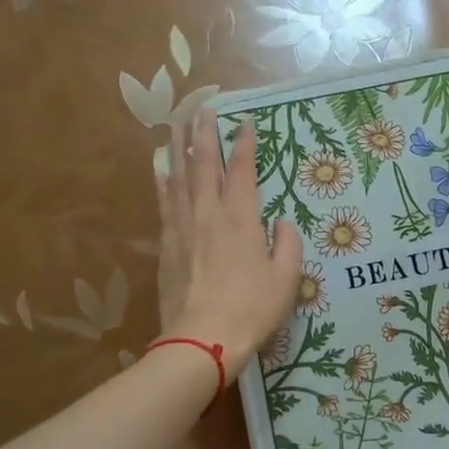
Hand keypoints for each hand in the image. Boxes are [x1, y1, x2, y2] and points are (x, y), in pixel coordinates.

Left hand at [155, 110, 301, 371]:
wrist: (202, 340)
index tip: (245, 121)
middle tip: (202, 108)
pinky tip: (160, 170)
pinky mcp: (167, 246)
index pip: (241, 170)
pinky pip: (164, 204)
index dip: (244, 144)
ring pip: (178, 178)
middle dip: (204, 133)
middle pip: (203, 164)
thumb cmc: (251, 309)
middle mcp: (209, 214)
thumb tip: (282, 224)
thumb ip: (288, 246)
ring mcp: (183, 228)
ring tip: (176, 125)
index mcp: (241, 219)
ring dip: (178, 149)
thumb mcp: (286, 279)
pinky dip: (163, 183)